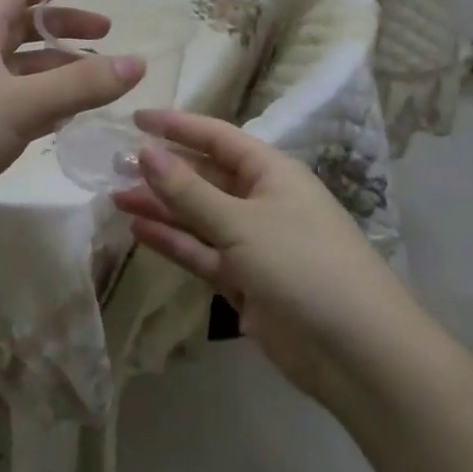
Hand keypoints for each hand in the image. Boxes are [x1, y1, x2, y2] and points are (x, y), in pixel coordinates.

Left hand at [0, 0, 144, 254]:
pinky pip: (15, 107)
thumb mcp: (22, 102)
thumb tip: (137, 62)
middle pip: (22, 27)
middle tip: (106, 33)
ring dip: (57, 67)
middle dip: (64, 24)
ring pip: (21, 70)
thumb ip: (81, 84)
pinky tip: (68, 118)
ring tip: (97, 78)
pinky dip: (45, 105)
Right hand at [112, 110, 402, 403]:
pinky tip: (138, 229)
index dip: (177, 125)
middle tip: (114, 164)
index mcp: (271, 172)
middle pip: (204, 176)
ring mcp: (253, 242)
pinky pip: (201, 252)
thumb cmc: (302, 264)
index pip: (216, 137)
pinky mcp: (245, 280)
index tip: (134, 119)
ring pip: (198, 215)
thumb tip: (145, 151)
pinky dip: (173, 241)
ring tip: (116, 196)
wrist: (358, 352)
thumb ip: (188, 190)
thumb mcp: (239, 221)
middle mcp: (261, 200)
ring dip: (161, 206)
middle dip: (163, 169)